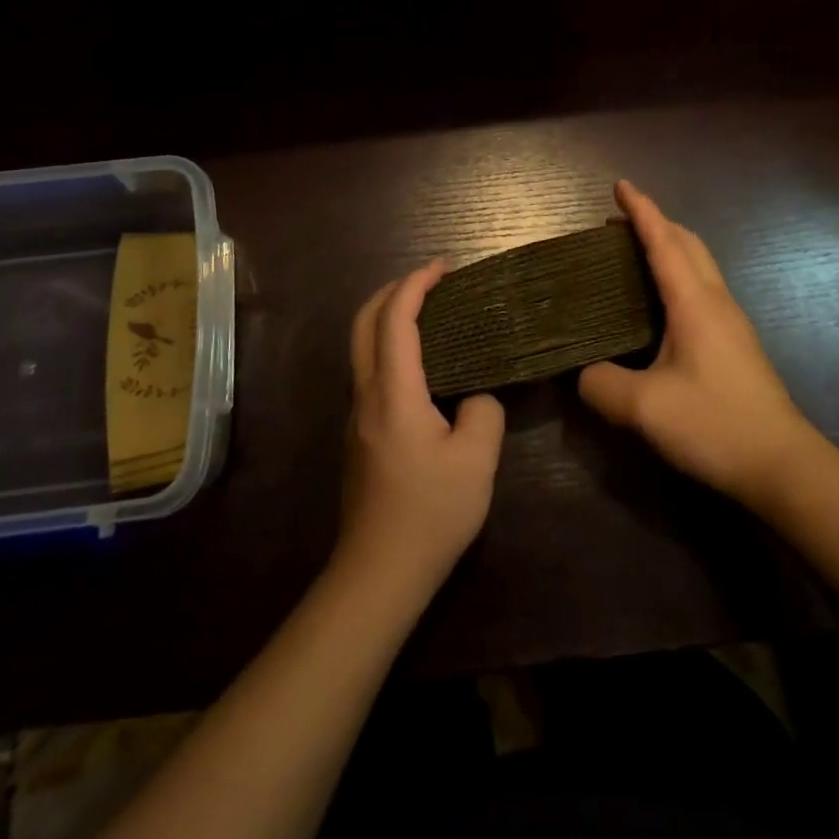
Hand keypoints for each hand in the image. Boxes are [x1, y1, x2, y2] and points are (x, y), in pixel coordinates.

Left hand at [338, 261, 505, 592]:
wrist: (378, 571)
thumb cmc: (429, 513)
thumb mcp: (476, 462)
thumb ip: (483, 413)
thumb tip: (476, 397)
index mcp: (393, 391)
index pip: (395, 318)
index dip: (416, 284)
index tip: (444, 267)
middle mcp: (365, 393)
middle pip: (364, 321)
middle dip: (393, 290)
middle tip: (430, 281)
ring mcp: (356, 413)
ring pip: (361, 345)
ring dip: (387, 317)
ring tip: (427, 314)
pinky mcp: (358, 432)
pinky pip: (368, 369)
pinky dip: (387, 345)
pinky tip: (419, 363)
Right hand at [579, 180, 812, 509]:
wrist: (783, 467)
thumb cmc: (714, 425)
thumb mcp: (643, 408)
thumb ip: (600, 384)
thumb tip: (582, 373)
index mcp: (694, 303)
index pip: (664, 242)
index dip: (641, 210)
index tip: (620, 184)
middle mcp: (716, 303)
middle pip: (688, 244)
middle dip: (656, 223)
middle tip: (618, 222)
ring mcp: (730, 324)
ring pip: (699, 267)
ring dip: (669, 248)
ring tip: (633, 256)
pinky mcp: (734, 345)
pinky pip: (701, 290)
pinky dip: (677, 276)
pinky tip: (657, 305)